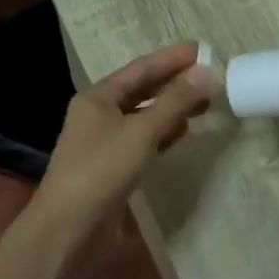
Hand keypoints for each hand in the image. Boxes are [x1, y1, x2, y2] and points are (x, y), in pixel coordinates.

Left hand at [37, 43, 216, 229]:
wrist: (68, 227)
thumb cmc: (101, 170)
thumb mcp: (141, 132)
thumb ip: (175, 102)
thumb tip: (208, 72)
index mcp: (98, 97)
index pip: (141, 69)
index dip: (172, 58)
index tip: (202, 50)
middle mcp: (98, 113)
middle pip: (142, 90)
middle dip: (175, 83)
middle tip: (210, 77)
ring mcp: (104, 140)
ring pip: (143, 115)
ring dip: (171, 108)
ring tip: (203, 104)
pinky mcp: (112, 165)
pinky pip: (142, 139)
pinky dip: (162, 133)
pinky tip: (181, 134)